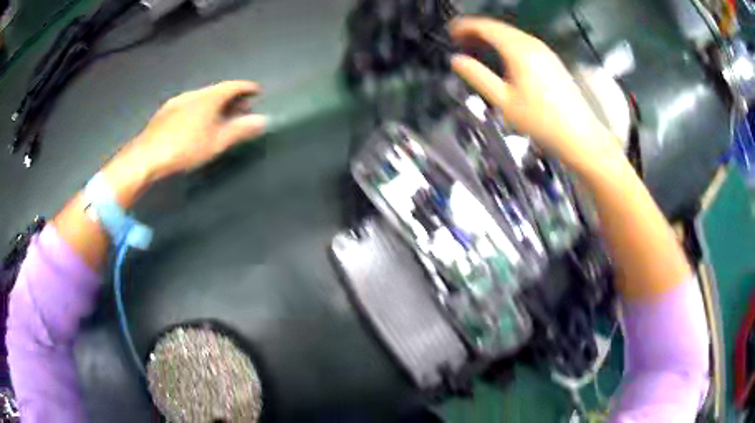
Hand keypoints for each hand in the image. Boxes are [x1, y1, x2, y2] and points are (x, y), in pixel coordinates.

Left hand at [124, 80, 265, 180]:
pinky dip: (200, 108)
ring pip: (202, 97)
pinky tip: (197, 122)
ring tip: (221, 116)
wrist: (146, 156)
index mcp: (208, 97)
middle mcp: (194, 93)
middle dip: (232, 97)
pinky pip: (189, 104)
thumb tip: (262, 120)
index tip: (257, 91)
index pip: (233, 86)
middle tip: (242, 108)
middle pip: (217, 90)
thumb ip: (240, 130)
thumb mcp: (216, 142)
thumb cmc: (185, 148)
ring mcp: (177, 101)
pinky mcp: (165, 111)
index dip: (247, 88)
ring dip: (215, 103)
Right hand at [449, 17, 617, 166]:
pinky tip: (502, 56)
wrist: (578, 135)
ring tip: (477, 47)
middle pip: (498, 27)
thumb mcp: (503, 101)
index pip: (485, 27)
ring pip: (511, 34)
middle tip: (460, 39)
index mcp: (519, 51)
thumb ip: (478, 77)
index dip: (465, 26)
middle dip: (476, 30)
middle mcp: (533, 45)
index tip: (452, 32)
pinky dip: (507, 44)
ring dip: (492, 36)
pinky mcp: (552, 60)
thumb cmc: (544, 122)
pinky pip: (523, 43)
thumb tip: (458, 61)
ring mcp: (545, 51)